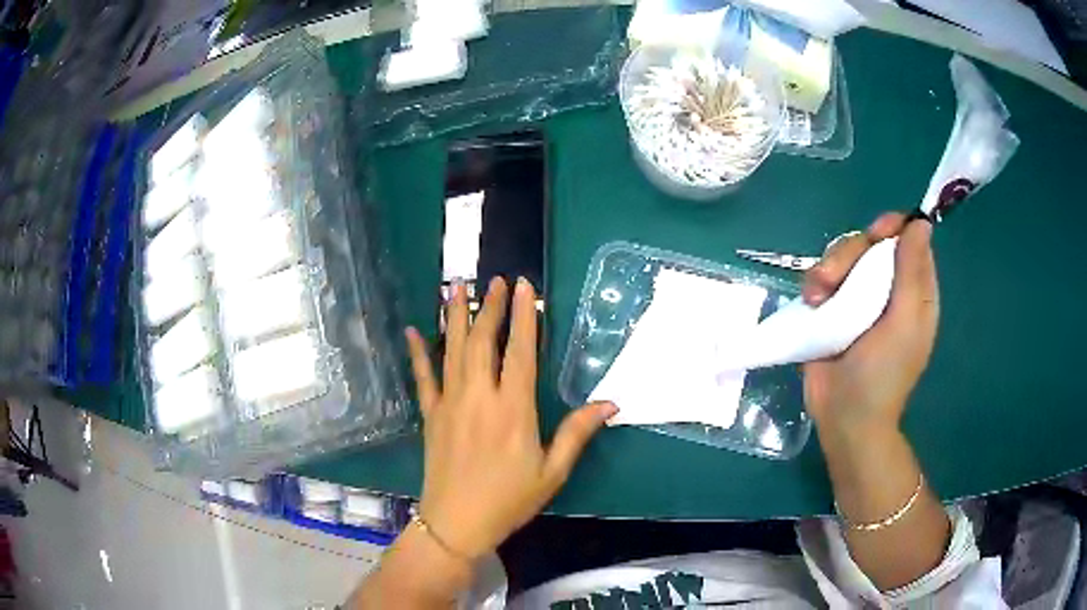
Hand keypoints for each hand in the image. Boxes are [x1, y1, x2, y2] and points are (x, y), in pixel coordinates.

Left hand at [405, 277, 616, 561]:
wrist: (457, 522)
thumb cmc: (509, 499)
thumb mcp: (552, 472)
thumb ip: (577, 433)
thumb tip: (611, 403)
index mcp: (513, 409)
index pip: (520, 351)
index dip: (523, 316)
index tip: (522, 286)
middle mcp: (479, 397)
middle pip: (482, 341)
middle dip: (489, 307)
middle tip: (493, 280)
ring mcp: (450, 403)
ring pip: (452, 350)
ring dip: (454, 316)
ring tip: (455, 286)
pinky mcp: (431, 415)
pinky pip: (423, 377)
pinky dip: (418, 353)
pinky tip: (412, 331)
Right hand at [801, 213, 938, 434]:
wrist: (844, 417)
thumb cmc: (883, 375)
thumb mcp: (905, 323)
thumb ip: (912, 273)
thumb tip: (920, 223)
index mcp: (913, 291)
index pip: (908, 241)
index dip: (893, 228)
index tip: (876, 234)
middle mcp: (887, 288)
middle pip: (870, 244)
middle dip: (851, 252)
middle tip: (834, 277)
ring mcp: (857, 298)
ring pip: (843, 256)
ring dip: (827, 268)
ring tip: (817, 297)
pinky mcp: (831, 309)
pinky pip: (822, 277)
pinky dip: (814, 283)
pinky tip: (812, 302)